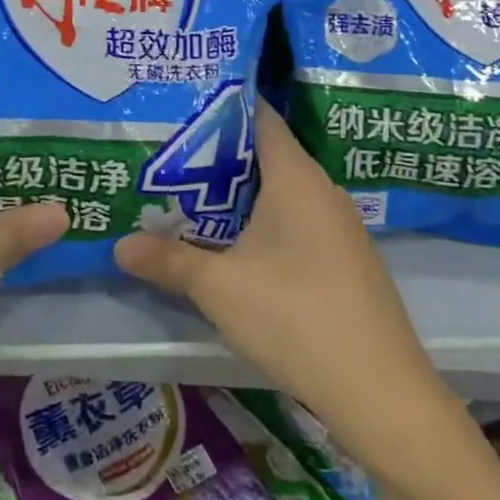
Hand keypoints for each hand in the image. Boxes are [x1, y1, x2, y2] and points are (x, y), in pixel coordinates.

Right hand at [115, 105, 449, 462]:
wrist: (381, 394)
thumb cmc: (295, 318)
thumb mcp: (218, 288)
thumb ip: (167, 260)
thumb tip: (118, 246)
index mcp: (296, 176)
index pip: (257, 116)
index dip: (218, 106)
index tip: (178, 106)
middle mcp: (322, 189)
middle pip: (265, 153)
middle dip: (216, 154)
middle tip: (167, 154)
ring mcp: (339, 226)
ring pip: (280, 191)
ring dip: (238, 194)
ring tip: (188, 195)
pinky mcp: (345, 259)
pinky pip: (297, 220)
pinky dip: (262, 222)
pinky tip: (233, 246)